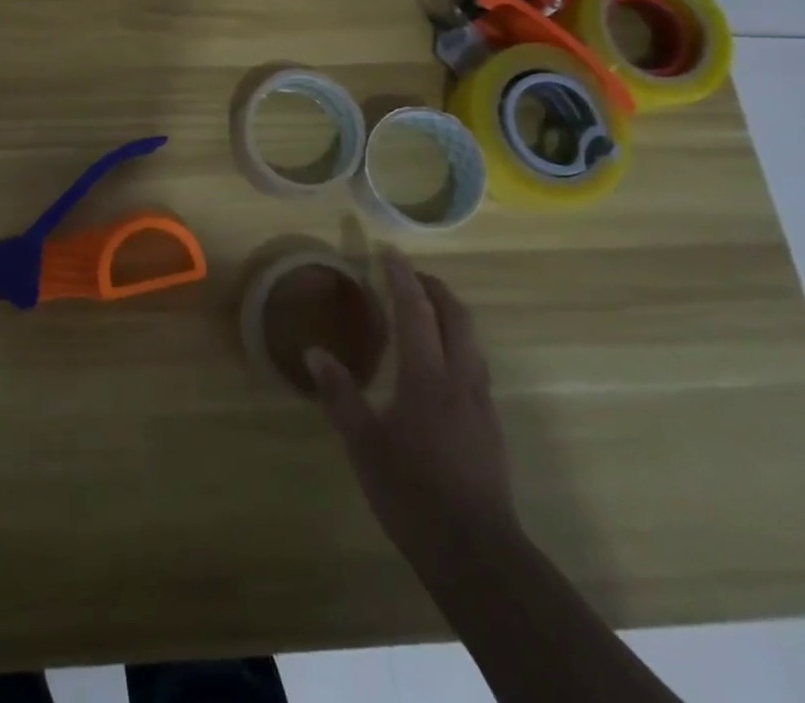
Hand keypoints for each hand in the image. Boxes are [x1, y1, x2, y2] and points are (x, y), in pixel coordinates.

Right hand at [307, 251, 517, 566]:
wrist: (476, 553)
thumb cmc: (412, 493)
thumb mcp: (364, 444)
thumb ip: (340, 394)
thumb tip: (314, 352)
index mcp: (427, 376)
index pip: (416, 310)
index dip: (402, 277)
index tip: (389, 252)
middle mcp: (460, 378)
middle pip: (455, 316)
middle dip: (434, 288)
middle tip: (408, 276)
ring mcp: (481, 402)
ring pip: (471, 339)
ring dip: (449, 313)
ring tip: (425, 311)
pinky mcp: (490, 425)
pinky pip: (475, 364)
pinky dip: (457, 343)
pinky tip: (440, 365)